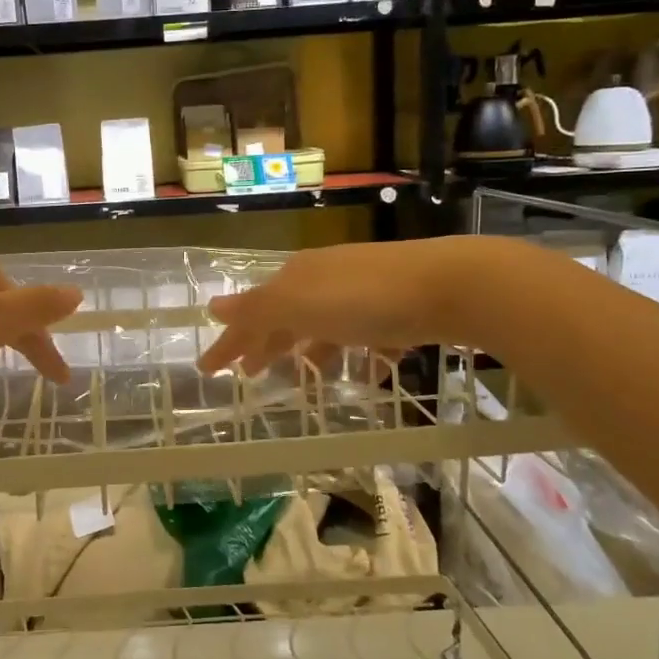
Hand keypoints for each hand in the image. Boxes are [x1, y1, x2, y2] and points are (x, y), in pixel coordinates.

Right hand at [197, 238, 498, 374]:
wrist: (452, 284)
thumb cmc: (365, 298)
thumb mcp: (300, 305)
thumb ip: (257, 309)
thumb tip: (212, 306)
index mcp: (296, 278)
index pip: (251, 314)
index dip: (228, 342)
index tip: (207, 370)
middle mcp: (324, 281)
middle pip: (284, 318)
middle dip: (263, 344)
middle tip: (247, 374)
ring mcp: (362, 293)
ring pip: (323, 327)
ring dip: (307, 352)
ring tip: (302, 380)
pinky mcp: (396, 309)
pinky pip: (364, 337)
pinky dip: (356, 355)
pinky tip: (363, 374)